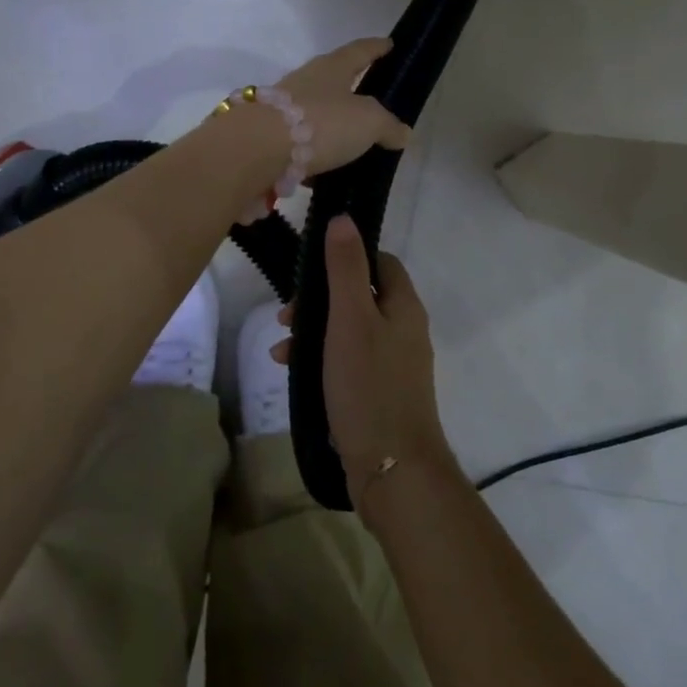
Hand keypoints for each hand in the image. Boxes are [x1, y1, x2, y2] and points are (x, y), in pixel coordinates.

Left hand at [274, 38, 413, 176]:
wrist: (256, 149)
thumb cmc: (321, 123)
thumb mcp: (368, 123)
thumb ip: (388, 126)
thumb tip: (403, 132)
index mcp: (332, 68)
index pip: (359, 51)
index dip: (376, 48)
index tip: (389, 43)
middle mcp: (305, 80)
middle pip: (333, 78)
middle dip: (351, 87)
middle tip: (371, 98)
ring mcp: (282, 107)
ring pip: (314, 111)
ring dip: (331, 123)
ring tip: (351, 141)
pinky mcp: (269, 135)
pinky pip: (299, 140)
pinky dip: (313, 151)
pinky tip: (324, 169)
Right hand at [276, 215, 456, 518]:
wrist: (393, 469)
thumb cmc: (369, 385)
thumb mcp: (350, 319)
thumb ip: (345, 268)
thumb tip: (344, 218)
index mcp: (404, 306)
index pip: (380, 262)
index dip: (348, 257)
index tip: (311, 268)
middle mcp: (405, 330)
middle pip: (361, 296)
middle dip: (321, 299)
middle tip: (286, 312)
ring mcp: (395, 364)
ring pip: (351, 331)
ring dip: (315, 332)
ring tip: (281, 348)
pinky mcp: (382, 393)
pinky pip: (350, 361)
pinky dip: (323, 360)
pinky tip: (293, 373)